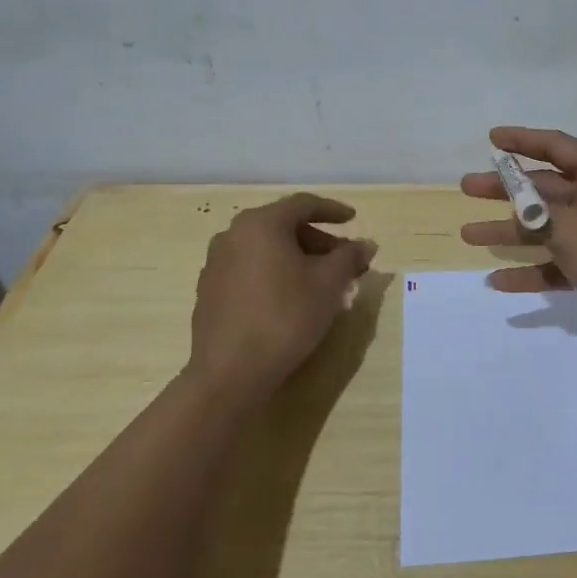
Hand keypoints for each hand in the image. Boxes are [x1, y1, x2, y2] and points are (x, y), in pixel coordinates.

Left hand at [186, 193, 377, 393]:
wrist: (230, 372)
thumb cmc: (286, 317)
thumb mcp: (329, 284)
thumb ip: (349, 257)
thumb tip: (366, 245)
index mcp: (261, 224)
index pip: (303, 205)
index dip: (332, 211)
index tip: (353, 219)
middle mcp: (232, 235)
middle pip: (283, 227)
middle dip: (318, 241)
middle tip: (344, 260)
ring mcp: (216, 264)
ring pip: (267, 250)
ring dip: (298, 259)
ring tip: (323, 283)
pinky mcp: (210, 292)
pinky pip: (251, 270)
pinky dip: (276, 274)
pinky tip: (292, 298)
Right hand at [460, 127, 576, 349]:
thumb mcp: (569, 226)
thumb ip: (536, 212)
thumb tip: (519, 204)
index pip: (556, 146)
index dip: (521, 140)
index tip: (490, 139)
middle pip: (545, 187)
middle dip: (506, 189)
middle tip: (468, 187)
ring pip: (547, 226)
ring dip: (510, 231)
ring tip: (469, 235)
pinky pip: (558, 261)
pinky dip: (532, 269)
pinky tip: (498, 281)